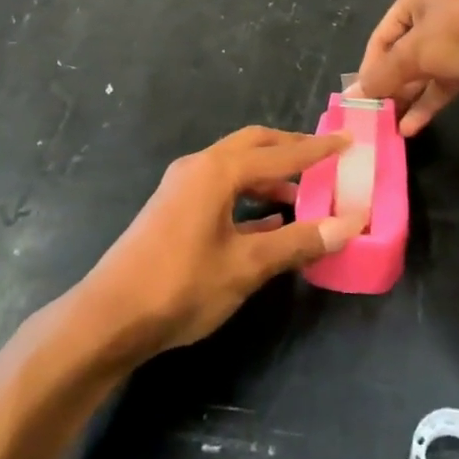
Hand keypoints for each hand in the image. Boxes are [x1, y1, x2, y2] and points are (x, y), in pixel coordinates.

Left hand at [84, 127, 356, 357]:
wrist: (111, 315)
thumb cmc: (182, 285)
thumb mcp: (246, 266)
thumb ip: (297, 242)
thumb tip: (348, 225)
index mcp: (218, 170)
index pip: (280, 153)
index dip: (317, 150)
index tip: (348, 142)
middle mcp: (199, 167)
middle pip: (253, 146)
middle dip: (290, 150)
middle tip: (326, 160)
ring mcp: (183, 186)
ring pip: (236, 168)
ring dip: (270, 176)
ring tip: (305, 195)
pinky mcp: (174, 208)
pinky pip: (221, 188)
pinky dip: (249, 196)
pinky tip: (270, 221)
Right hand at [355, 0, 458, 134]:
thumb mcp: (413, 54)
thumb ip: (382, 76)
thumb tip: (351, 96)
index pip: (382, 36)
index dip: (370, 67)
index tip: (363, 98)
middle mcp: (438, 9)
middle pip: (404, 53)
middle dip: (392, 85)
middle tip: (378, 114)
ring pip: (427, 68)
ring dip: (410, 97)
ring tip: (392, 126)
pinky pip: (448, 79)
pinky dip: (432, 99)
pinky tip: (414, 125)